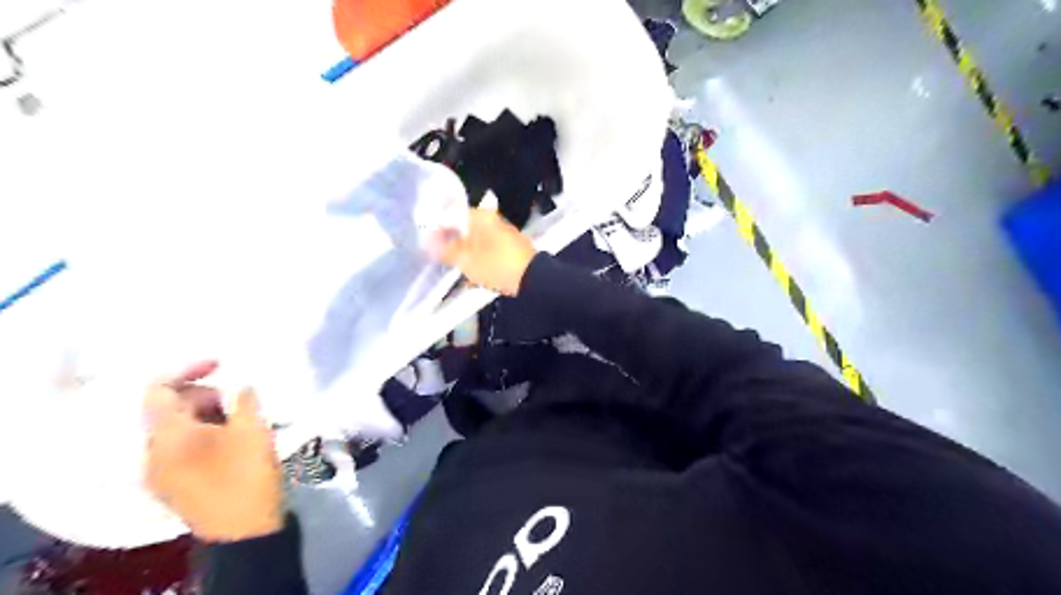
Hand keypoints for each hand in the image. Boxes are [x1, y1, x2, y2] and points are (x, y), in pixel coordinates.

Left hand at [146, 361, 286, 540]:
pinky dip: (204, 434)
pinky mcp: (174, 485)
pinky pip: (182, 448)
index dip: (187, 369)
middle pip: (169, 409)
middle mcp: (153, 452)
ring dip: (207, 415)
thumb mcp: (252, 430)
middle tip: (240, 400)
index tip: (221, 363)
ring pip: (177, 429)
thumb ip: (244, 400)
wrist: (244, 531)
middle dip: (204, 396)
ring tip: (241, 420)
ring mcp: (160, 472)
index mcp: (167, 436)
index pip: (159, 390)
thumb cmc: (246, 474)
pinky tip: (232, 440)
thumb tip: (241, 385)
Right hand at [433, 207, 538, 294]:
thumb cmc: (495, 264)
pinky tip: (472, 277)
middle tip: (440, 258)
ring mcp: (502, 235)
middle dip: (451, 243)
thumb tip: (429, 244)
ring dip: (464, 255)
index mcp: (480, 216)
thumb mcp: (465, 260)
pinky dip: (478, 262)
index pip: (451, 214)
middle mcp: (492, 220)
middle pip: (463, 228)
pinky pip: (487, 252)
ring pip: (475, 242)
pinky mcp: (509, 249)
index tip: (427, 243)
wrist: (532, 279)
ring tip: (455, 270)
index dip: (437, 228)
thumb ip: (445, 251)